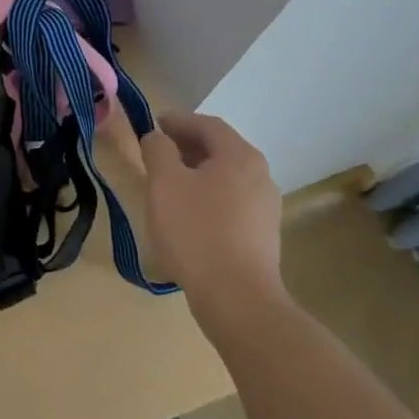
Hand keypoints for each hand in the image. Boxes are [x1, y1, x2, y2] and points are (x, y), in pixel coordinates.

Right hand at [140, 112, 285, 331]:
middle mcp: (260, 175)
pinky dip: (207, 197)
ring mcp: (266, 207)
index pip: (207, 124)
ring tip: (167, 186)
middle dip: (186, 147)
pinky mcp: (263, 235)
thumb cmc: (196, 231)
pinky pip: (231, 203)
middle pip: (220, 150)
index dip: (177, 121)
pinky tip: (187, 216)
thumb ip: (157, 150)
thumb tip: (157, 137)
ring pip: (226, 178)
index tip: (152, 124)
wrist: (236, 297)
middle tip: (156, 154)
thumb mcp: (164, 183)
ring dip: (196, 174)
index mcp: (239, 156)